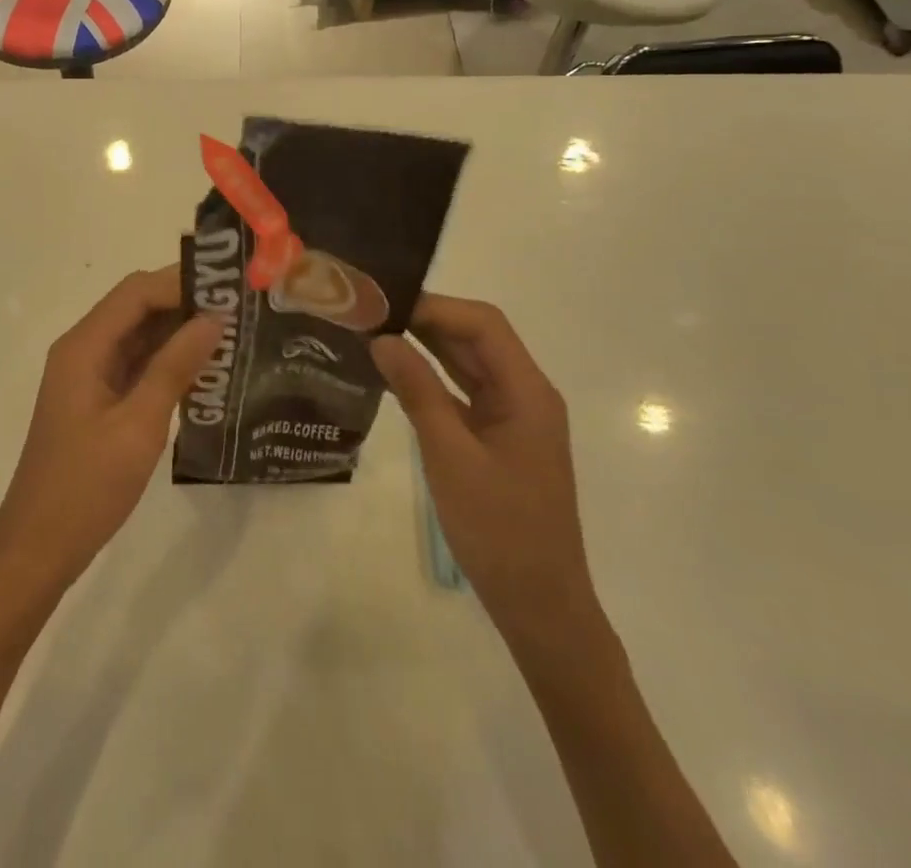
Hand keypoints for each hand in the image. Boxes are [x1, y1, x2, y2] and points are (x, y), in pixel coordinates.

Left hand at [0, 267, 221, 595]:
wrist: (37, 548)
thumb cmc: (86, 487)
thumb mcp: (138, 425)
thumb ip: (175, 367)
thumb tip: (213, 319)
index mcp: (84, 347)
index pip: (136, 292)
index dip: (181, 283)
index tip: (228, 289)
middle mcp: (83, 350)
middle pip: (136, 307)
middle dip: (185, 303)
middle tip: (239, 310)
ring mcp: (89, 375)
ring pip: (139, 336)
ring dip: (180, 332)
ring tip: (232, 334)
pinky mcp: (98, 399)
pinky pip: (137, 364)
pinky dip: (168, 361)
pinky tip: (205, 370)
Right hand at [371, 295, 605, 657]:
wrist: (539, 605)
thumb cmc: (499, 529)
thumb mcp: (451, 456)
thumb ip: (418, 392)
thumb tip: (383, 339)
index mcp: (527, 392)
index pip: (483, 325)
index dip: (436, 307)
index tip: (386, 305)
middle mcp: (524, 394)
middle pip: (477, 338)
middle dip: (427, 320)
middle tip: (371, 314)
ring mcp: (512, 417)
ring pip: (468, 364)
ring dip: (427, 346)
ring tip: (375, 333)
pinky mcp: (498, 438)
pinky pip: (463, 392)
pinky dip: (431, 378)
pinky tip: (394, 374)